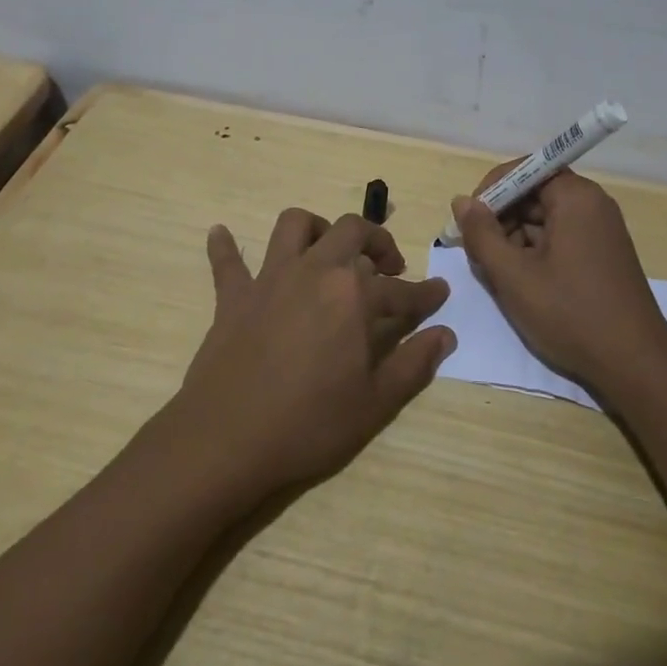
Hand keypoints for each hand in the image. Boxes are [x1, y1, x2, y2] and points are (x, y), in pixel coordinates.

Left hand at [173, 208, 455, 491]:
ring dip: (316, 229)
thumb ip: (413, 364)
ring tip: (327, 252)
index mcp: (354, 295)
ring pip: (294, 225)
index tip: (440, 293)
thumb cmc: (309, 424)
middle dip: (377, 241)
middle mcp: (315, 271)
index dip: (426, 294)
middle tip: (388, 267)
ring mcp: (271, 279)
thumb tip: (445, 334)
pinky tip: (221, 234)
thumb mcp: (375, 404)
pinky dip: (226, 247)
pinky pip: (227, 261)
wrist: (228, 440)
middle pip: (352, 231)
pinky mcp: (233, 296)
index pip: (402, 290)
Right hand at [453, 165, 666, 395]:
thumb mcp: (514, 276)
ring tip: (495, 273)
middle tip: (477, 253)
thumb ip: (482, 234)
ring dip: (514, 239)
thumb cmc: (570, 314)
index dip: (491, 190)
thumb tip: (461, 202)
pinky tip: (521, 282)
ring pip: (544, 219)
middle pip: (534, 193)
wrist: (635, 365)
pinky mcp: (602, 254)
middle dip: (500, 218)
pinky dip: (535, 252)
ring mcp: (601, 230)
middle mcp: (592, 204)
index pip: (524, 170)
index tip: (468, 221)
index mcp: (575, 197)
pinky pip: (560, 238)